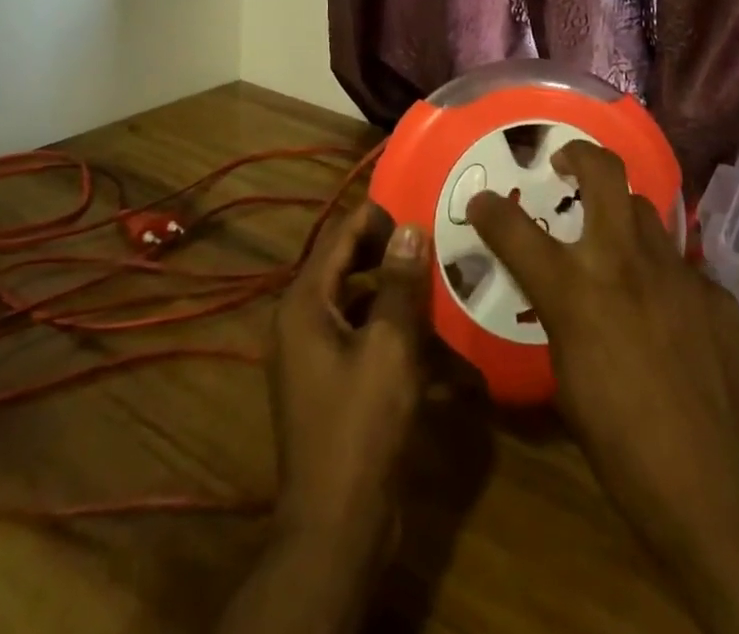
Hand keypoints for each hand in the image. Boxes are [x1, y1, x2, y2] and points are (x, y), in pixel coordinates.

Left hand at [269, 202, 429, 541]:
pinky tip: (431, 332)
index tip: (422, 212)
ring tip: (437, 279)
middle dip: (389, 251)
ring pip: (357, 298)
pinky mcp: (330, 379)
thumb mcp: (390, 347)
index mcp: (304, 303)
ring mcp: (313, 351)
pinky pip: (360, 332)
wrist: (337, 526)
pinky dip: (390, 325)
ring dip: (394, 288)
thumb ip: (401, 283)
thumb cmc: (361, 426)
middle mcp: (300, 319)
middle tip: (433, 244)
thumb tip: (411, 226)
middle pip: (346, 263)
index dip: (379, 216)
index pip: (340, 234)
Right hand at [469, 142, 738, 633]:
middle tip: (566, 166)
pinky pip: (680, 266)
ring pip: (645, 212)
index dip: (490, 211)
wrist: (725, 494)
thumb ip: (562, 323)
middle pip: (604, 173)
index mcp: (576, 293)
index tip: (481, 201)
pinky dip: (661, 276)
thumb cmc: (627, 455)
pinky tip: (667, 314)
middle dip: (579, 155)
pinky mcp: (717, 292)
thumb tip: (563, 299)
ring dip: (622, 218)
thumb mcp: (568, 387)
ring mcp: (678, 271)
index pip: (516, 231)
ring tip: (616, 245)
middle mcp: (625, 264)